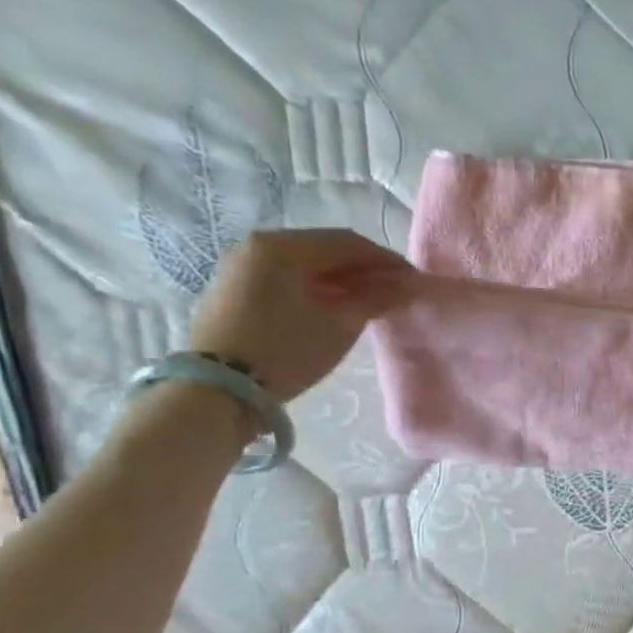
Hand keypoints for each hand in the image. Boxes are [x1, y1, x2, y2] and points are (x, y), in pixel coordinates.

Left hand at [189, 229, 414, 401]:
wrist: (219, 389)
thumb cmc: (286, 351)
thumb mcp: (340, 326)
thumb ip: (375, 299)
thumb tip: (403, 286)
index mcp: (283, 247)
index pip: (347, 243)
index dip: (385, 260)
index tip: (412, 279)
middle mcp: (258, 245)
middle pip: (323, 249)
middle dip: (363, 268)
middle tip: (394, 290)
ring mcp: (241, 266)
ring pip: (303, 263)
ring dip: (340, 278)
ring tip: (368, 301)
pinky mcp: (234, 288)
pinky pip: (284, 277)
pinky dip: (315, 286)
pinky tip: (334, 306)